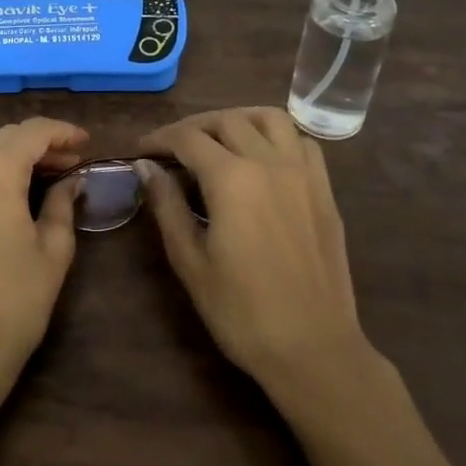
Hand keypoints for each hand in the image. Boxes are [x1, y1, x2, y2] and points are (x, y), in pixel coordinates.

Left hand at [0, 117, 86, 389]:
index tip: (86, 143)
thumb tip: (72, 180)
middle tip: (70, 162)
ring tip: (41, 173)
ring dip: (11, 151)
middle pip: (5, 136)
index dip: (62, 132)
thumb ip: (63, 204)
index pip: (32, 132)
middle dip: (39, 142)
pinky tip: (8, 189)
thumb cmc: (14, 302)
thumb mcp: (52, 251)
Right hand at [137, 108, 376, 394]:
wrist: (313, 348)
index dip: (159, 139)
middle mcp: (269, 162)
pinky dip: (277, 135)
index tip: (141, 150)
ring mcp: (303, 173)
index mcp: (232, 179)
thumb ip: (167, 205)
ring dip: (238, 119)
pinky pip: (301, 141)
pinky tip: (262, 157)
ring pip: (269, 117)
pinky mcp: (324, 190)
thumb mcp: (190, 261)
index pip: (187, 138)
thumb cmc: (242, 311)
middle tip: (172, 148)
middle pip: (226, 120)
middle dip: (192, 127)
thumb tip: (146, 167)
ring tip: (218, 140)